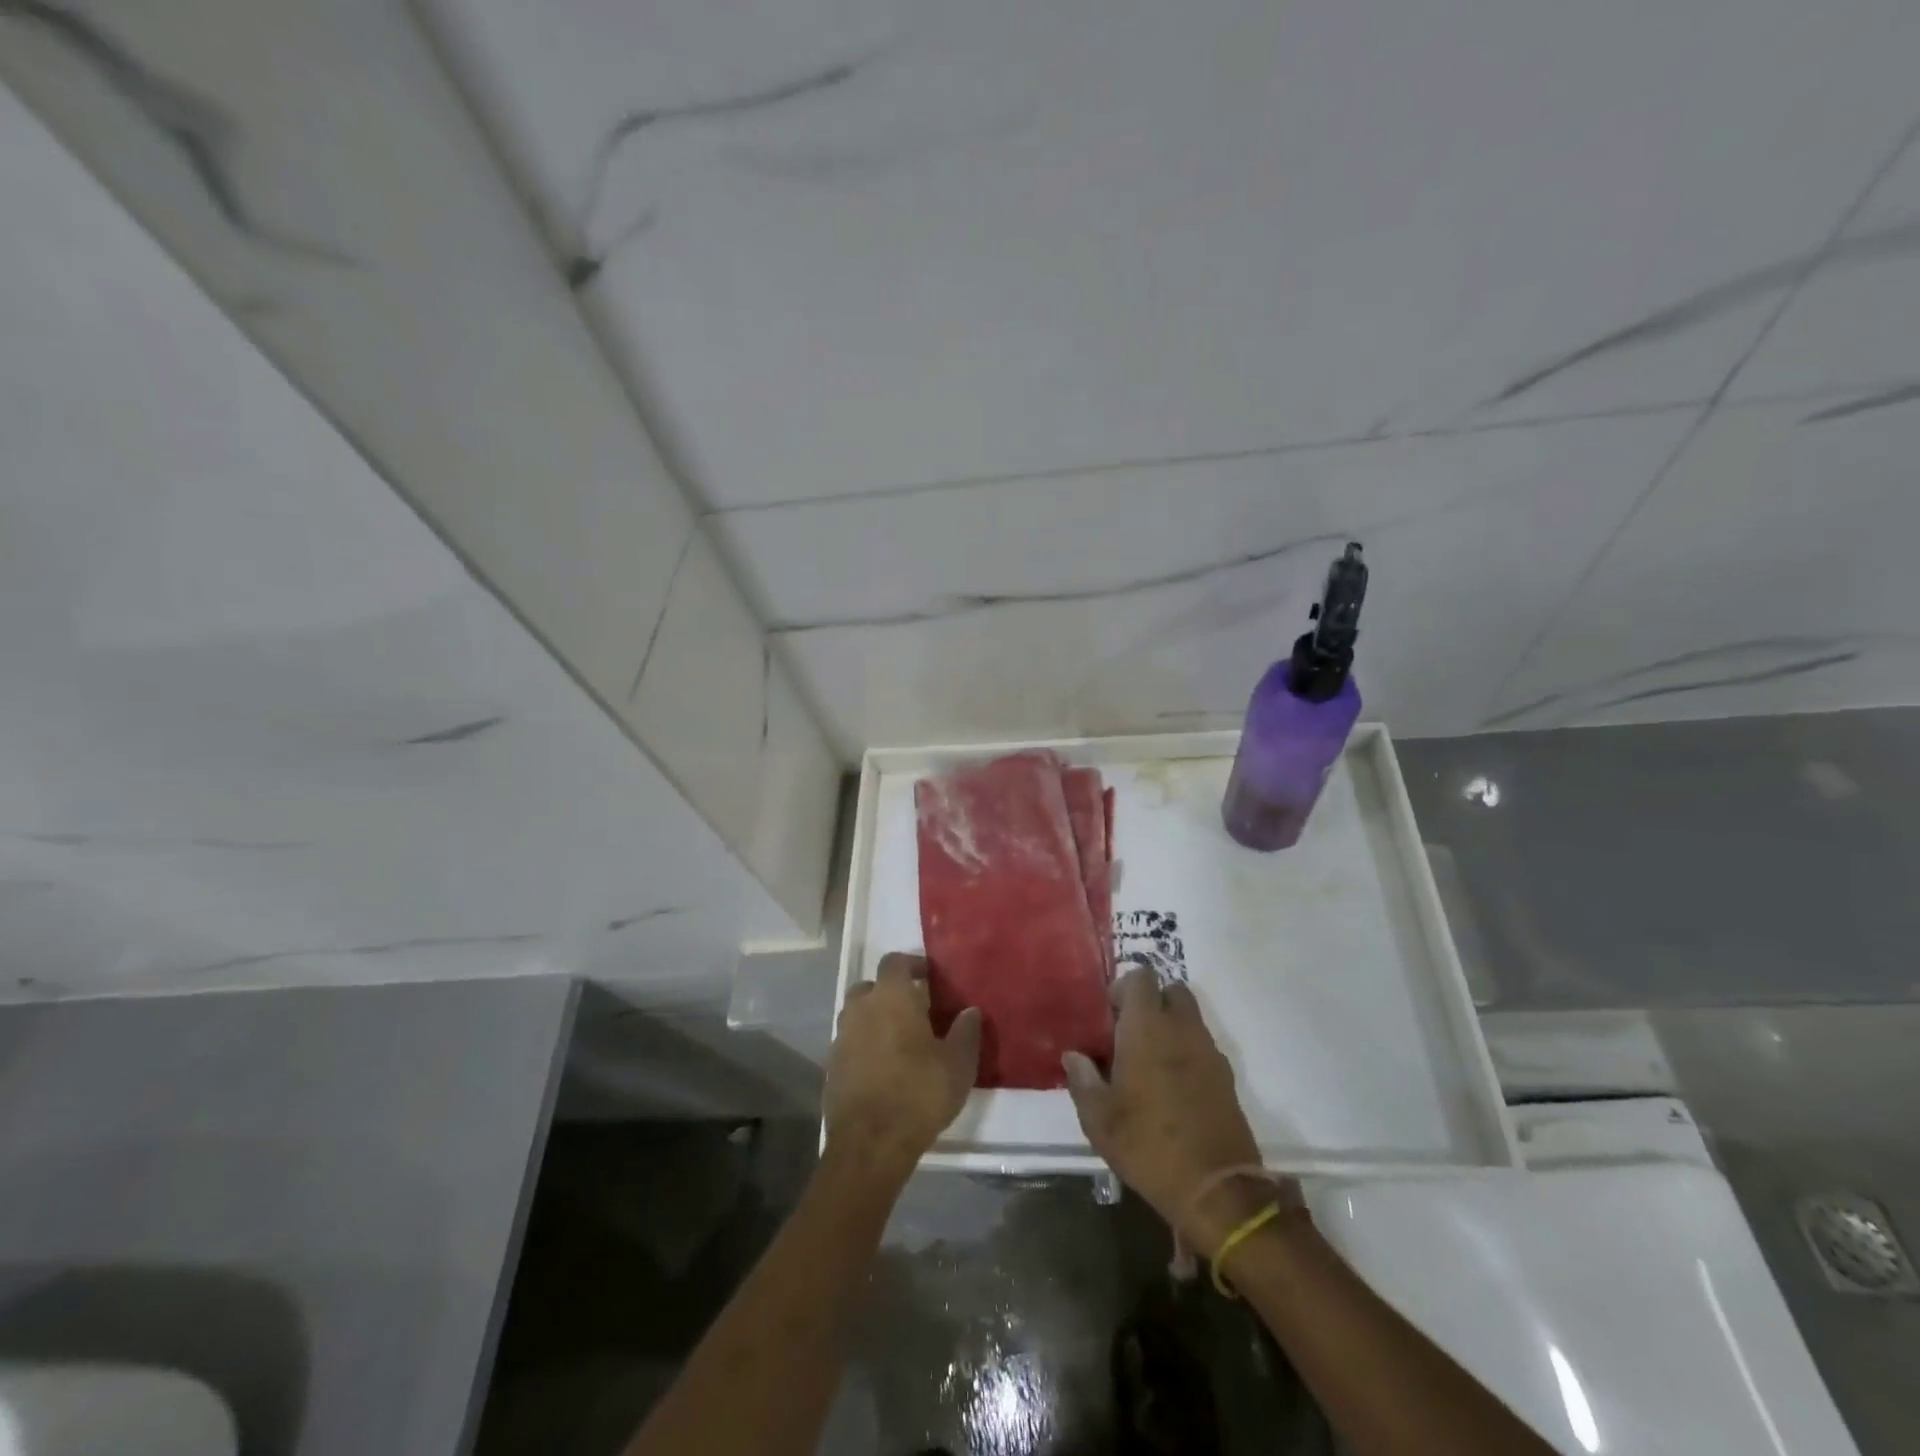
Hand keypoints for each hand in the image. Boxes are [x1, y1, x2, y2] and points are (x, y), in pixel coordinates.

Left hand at [825, 953, 980, 1176]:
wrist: (870, 1143)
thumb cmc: (919, 1092)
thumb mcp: (958, 1064)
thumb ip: (966, 1032)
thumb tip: (970, 1011)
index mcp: (891, 996)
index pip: (895, 961)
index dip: (912, 964)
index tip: (929, 977)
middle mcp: (861, 1008)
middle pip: (871, 986)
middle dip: (890, 992)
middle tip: (915, 1010)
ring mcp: (842, 1037)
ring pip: (857, 1015)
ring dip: (875, 1020)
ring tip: (900, 1041)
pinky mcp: (831, 1067)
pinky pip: (850, 1044)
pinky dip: (864, 1047)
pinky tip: (883, 1068)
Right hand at [1064, 967, 1272, 1255]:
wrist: (1216, 1189)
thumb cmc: (1148, 1145)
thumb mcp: (1099, 1119)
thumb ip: (1082, 1079)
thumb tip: (1074, 1055)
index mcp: (1147, 1027)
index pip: (1141, 977)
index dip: (1123, 988)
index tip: (1109, 1017)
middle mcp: (1181, 1028)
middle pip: (1171, 990)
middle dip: (1151, 1002)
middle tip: (1129, 1034)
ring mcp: (1209, 1051)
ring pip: (1189, 1018)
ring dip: (1170, 1027)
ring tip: (1149, 1063)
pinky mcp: (1226, 1077)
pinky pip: (1203, 1046)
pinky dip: (1187, 1052)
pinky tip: (1172, 1087)